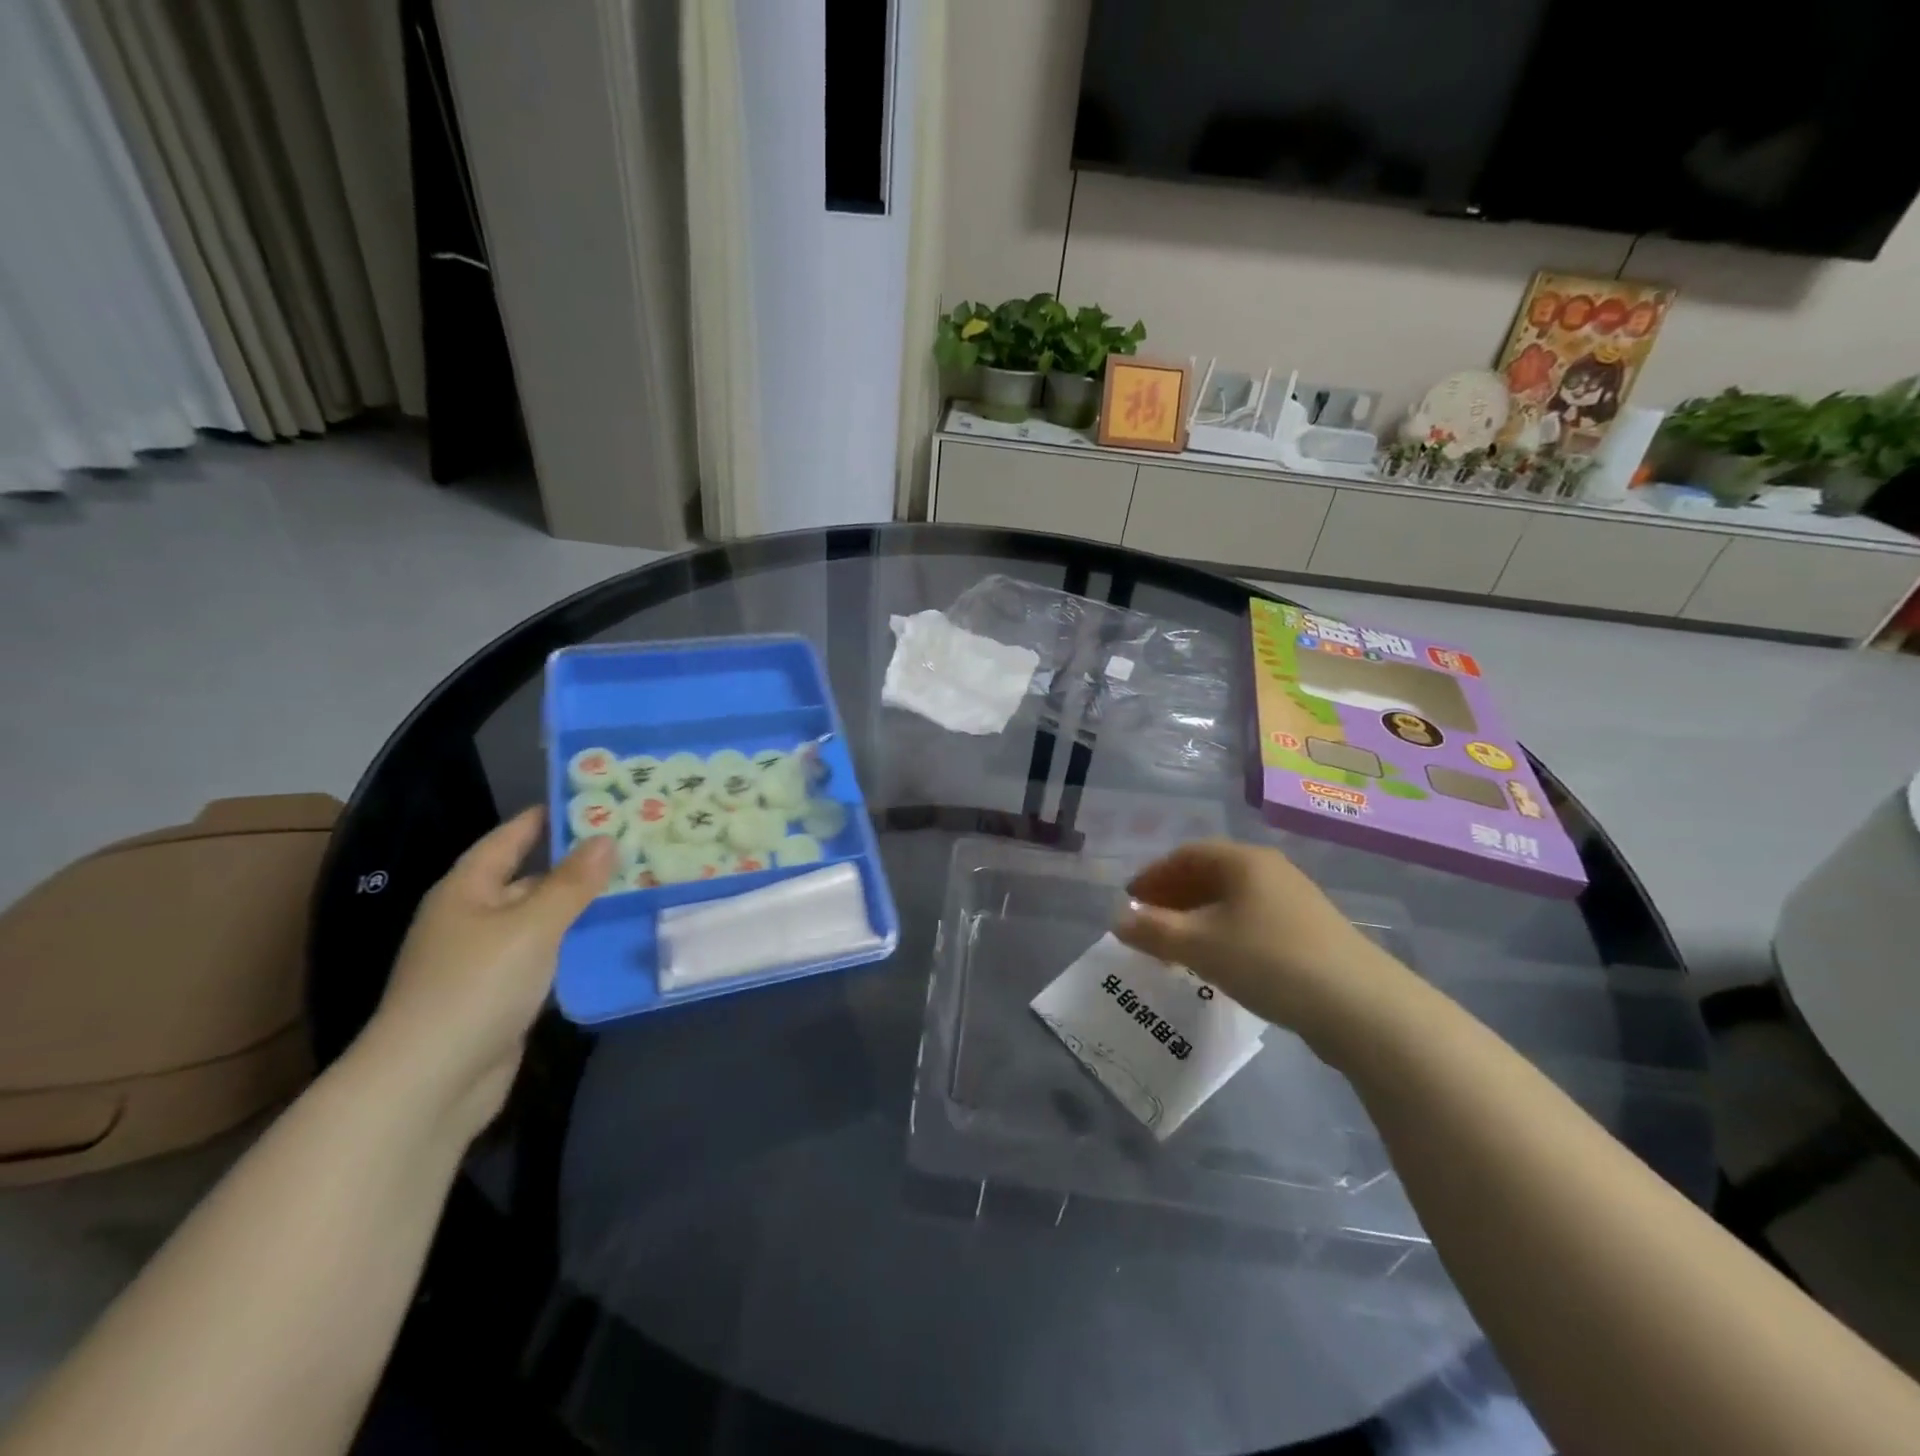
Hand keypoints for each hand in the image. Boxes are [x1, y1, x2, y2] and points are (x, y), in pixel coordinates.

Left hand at [358, 808, 613, 1140]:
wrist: (431, 1083)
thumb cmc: (477, 986)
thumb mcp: (532, 925)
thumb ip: (572, 882)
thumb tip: (606, 837)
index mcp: (466, 890)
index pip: (508, 838)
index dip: (545, 817)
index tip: (591, 799)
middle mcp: (472, 917)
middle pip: (528, 877)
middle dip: (575, 862)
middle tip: (630, 843)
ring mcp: (485, 959)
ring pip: (541, 918)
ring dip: (579, 905)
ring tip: (633, 884)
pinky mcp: (502, 994)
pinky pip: (545, 954)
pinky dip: (574, 943)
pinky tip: (610, 937)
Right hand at [1114, 840, 1420, 1059]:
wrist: (1361, 1006)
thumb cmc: (1269, 961)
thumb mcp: (1200, 945)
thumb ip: (1154, 931)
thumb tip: (1118, 919)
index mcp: (1243, 861)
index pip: (1187, 854)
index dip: (1154, 875)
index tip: (1131, 899)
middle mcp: (1270, 871)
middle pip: (1210, 874)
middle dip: (1174, 896)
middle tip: (1149, 922)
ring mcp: (1295, 901)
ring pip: (1233, 900)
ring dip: (1198, 917)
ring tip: (1177, 946)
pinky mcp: (1311, 933)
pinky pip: (1252, 920)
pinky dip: (1225, 932)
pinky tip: (1219, 961)